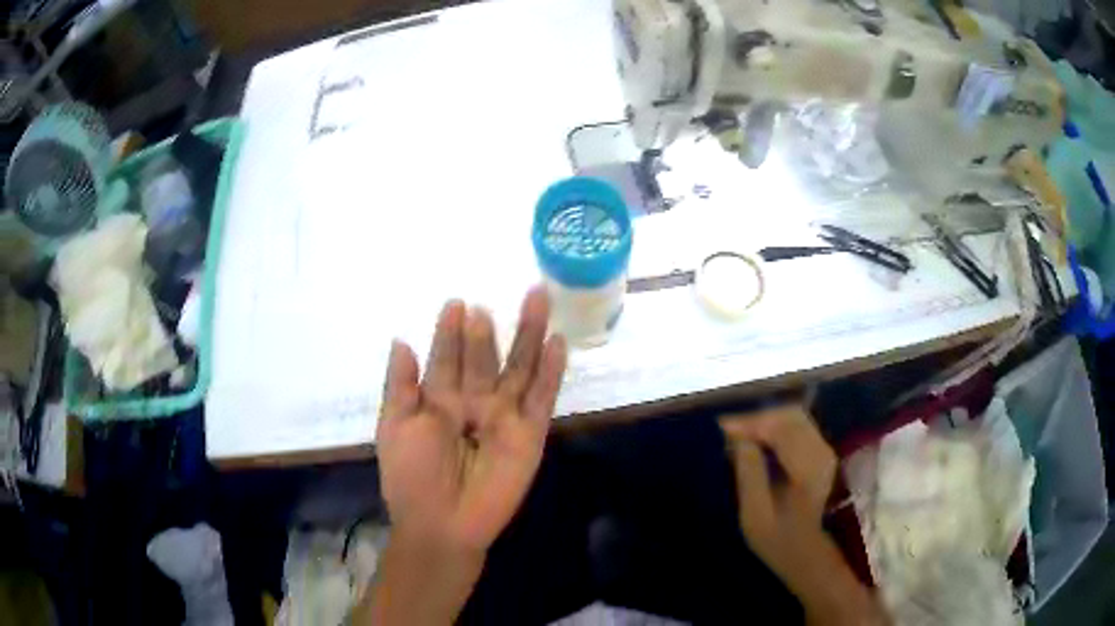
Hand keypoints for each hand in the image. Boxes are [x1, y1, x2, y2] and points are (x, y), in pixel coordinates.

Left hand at [377, 286, 566, 553]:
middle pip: (486, 356)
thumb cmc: (411, 476)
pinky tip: (557, 344)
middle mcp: (474, 401)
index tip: (456, 303)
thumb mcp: (395, 427)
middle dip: (488, 328)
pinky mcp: (530, 433)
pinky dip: (551, 372)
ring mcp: (505, 416)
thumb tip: (402, 341)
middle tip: (494, 299)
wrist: (442, 523)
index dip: (450, 332)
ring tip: (537, 299)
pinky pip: (542, 398)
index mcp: (439, 399)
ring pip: (519, 367)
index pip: (447, 357)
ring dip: (528, 335)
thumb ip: (400, 385)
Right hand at [720, 405, 835, 575]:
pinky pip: (798, 425)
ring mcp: (824, 450)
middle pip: (790, 416)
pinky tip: (756, 439)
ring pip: (794, 417)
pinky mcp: (821, 450)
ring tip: (738, 433)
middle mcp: (821, 453)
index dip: (752, 424)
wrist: (804, 551)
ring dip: (765, 420)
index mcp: (808, 470)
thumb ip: (749, 474)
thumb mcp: (754, 515)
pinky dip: (774, 427)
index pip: (782, 430)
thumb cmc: (775, 539)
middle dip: (758, 418)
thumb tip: (739, 439)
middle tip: (728, 429)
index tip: (723, 427)